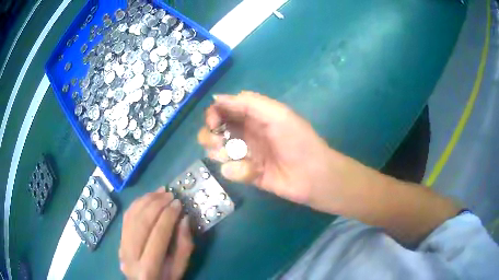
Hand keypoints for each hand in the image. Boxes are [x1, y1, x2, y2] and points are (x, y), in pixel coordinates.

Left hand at [119, 187, 193, 279]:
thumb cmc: (165, 279)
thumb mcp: (179, 269)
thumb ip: (184, 245)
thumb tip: (184, 219)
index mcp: (148, 269)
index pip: (158, 236)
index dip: (168, 217)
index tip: (178, 203)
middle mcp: (130, 256)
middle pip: (141, 223)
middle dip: (156, 204)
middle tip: (170, 194)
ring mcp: (121, 247)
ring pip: (131, 217)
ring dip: (146, 200)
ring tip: (160, 192)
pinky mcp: (118, 241)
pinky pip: (126, 218)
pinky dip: (137, 204)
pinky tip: (147, 198)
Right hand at [198, 91, 336, 204]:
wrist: (312, 175)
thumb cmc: (297, 141)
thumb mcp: (276, 114)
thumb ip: (248, 103)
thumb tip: (217, 98)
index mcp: (252, 115)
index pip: (223, 109)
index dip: (213, 114)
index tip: (213, 123)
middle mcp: (245, 133)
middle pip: (214, 130)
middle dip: (210, 135)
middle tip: (221, 142)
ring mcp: (244, 154)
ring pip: (216, 150)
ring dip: (222, 153)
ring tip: (239, 157)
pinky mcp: (245, 173)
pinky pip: (229, 170)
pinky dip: (238, 170)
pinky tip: (254, 172)